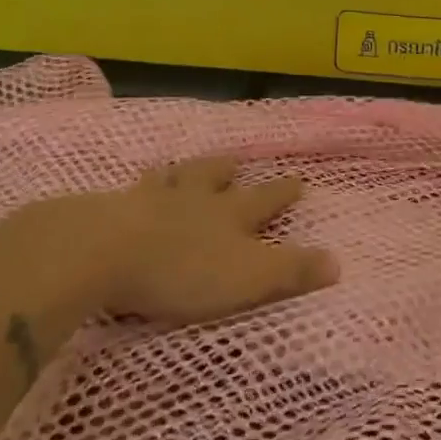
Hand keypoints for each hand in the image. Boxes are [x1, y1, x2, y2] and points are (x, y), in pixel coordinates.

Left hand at [0, 155, 334, 341]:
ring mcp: (147, 200)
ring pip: (170, 179)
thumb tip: (338, 262)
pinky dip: (130, 193)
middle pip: (213, 176)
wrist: (102, 253)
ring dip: (179, 174)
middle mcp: (193, 199)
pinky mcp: (105, 212)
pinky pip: (123, 195)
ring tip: (177, 168)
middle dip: (227, 171)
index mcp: (229, 215)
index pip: (265, 199)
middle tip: (233, 162)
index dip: (283, 192)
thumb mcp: (250, 277)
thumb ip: (293, 271)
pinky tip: (120, 195)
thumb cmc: (183, 269)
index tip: (299, 180)